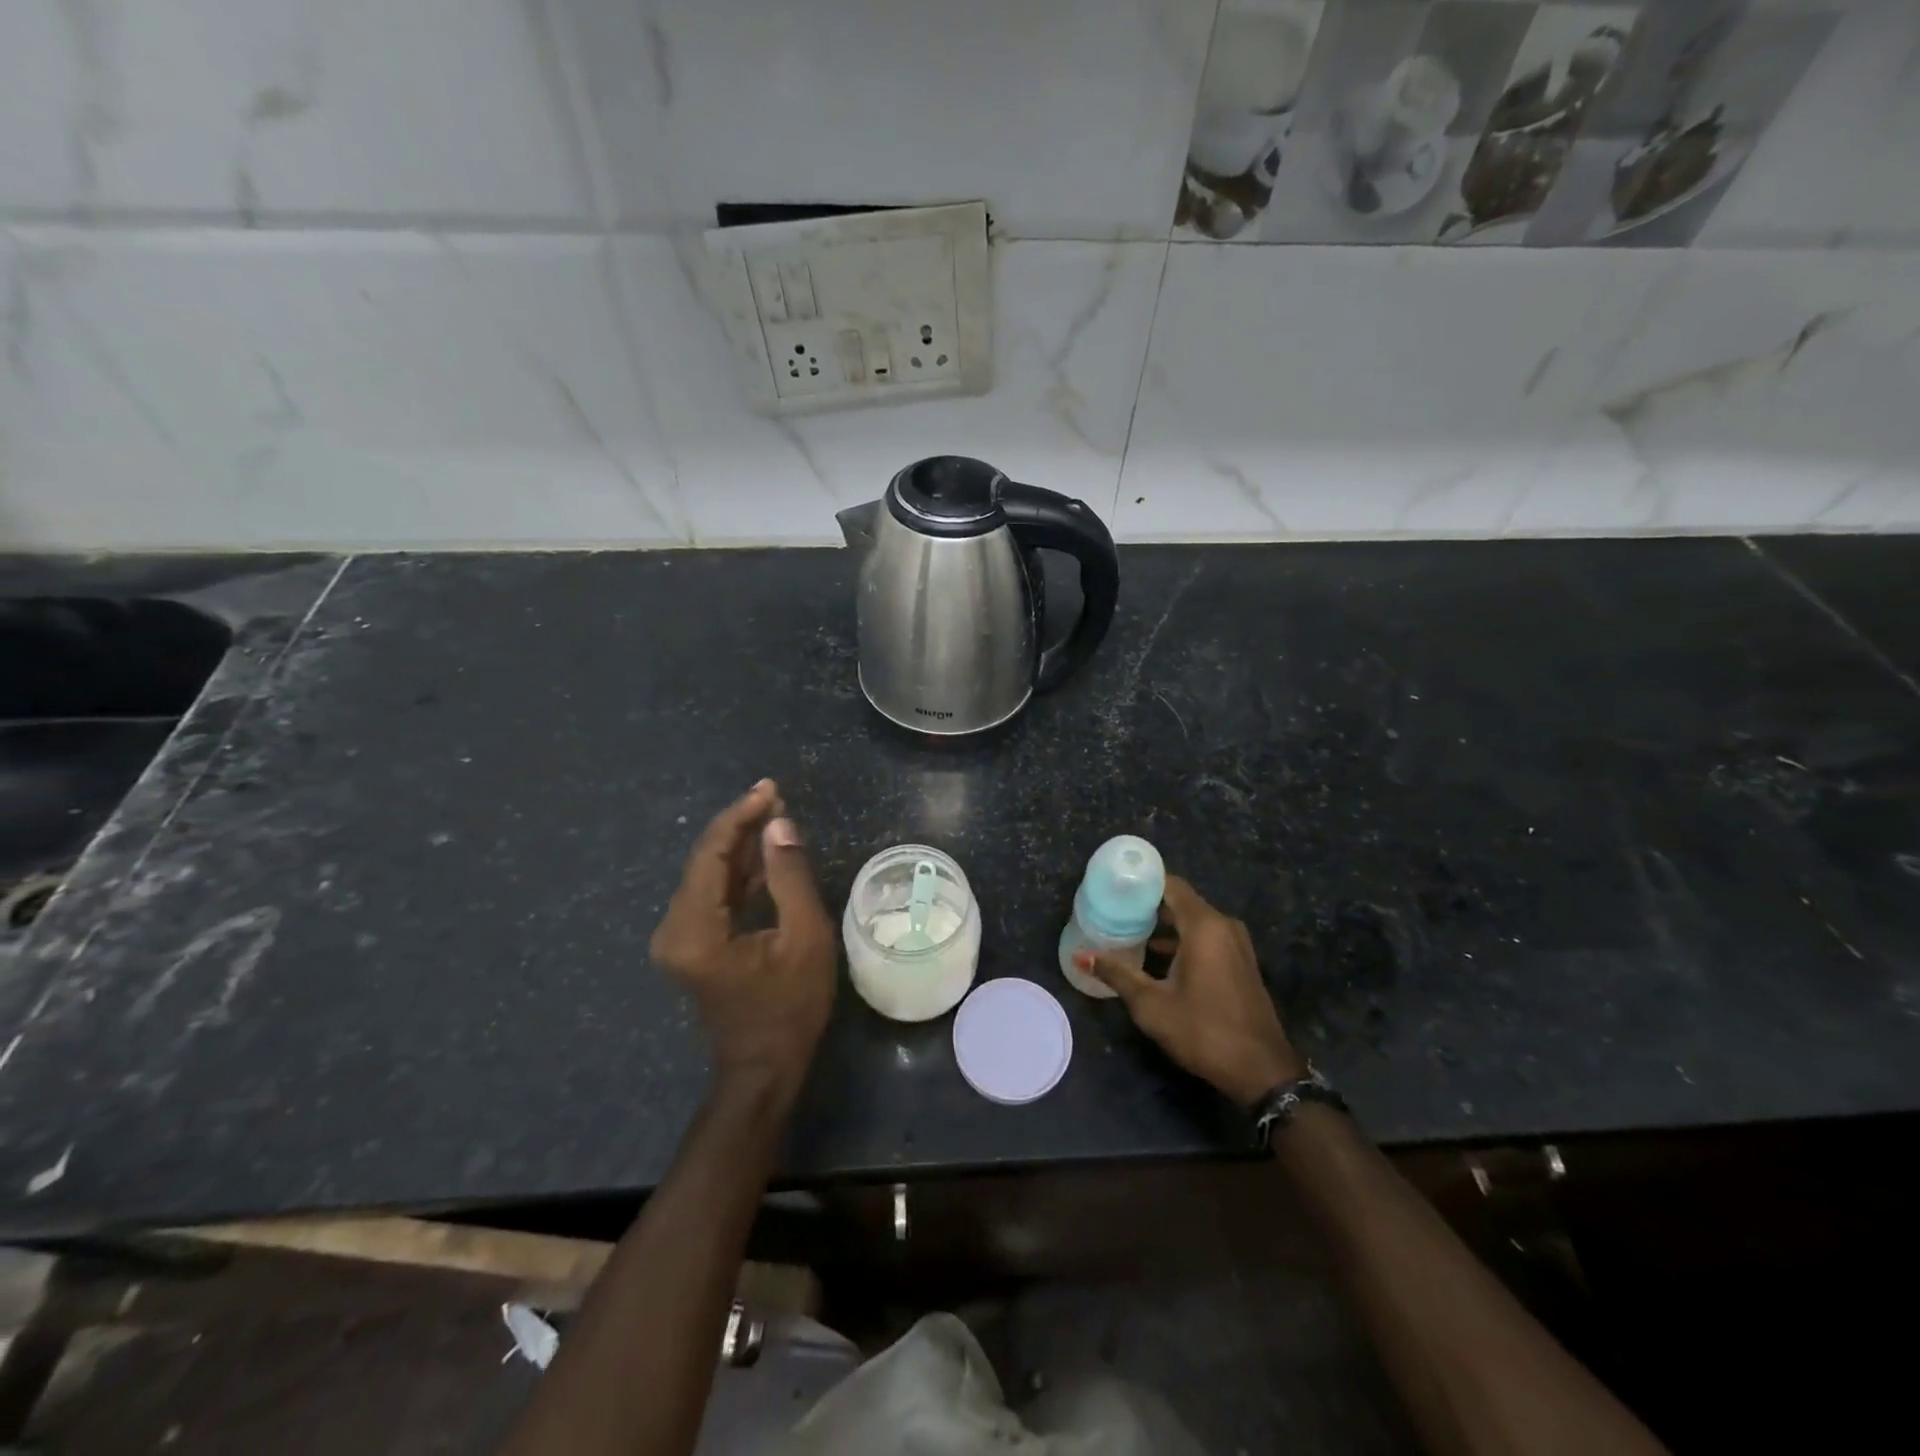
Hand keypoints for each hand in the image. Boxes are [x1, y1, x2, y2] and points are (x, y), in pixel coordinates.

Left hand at [650, 780, 836, 1100]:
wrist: (763, 1070)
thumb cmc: (790, 1008)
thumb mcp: (804, 939)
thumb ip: (790, 877)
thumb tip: (779, 825)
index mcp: (695, 928)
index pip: (711, 854)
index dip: (740, 816)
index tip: (770, 790)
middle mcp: (674, 928)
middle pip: (705, 860)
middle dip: (741, 827)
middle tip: (776, 798)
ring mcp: (679, 939)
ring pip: (708, 876)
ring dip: (741, 847)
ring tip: (776, 818)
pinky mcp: (691, 945)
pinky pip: (713, 896)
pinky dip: (738, 873)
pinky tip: (766, 855)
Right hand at [1075, 875, 1302, 1106]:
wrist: (1261, 1071)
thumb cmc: (1204, 1031)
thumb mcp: (1152, 1005)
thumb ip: (1117, 974)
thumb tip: (1080, 956)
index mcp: (1204, 926)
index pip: (1170, 884)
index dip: (1141, 881)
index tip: (1113, 885)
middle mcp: (1223, 926)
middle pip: (1181, 901)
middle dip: (1148, 904)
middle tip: (1113, 908)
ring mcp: (1236, 944)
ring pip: (1194, 920)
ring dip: (1165, 924)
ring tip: (1128, 930)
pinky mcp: (1240, 962)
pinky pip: (1207, 937)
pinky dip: (1183, 939)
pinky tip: (1157, 955)